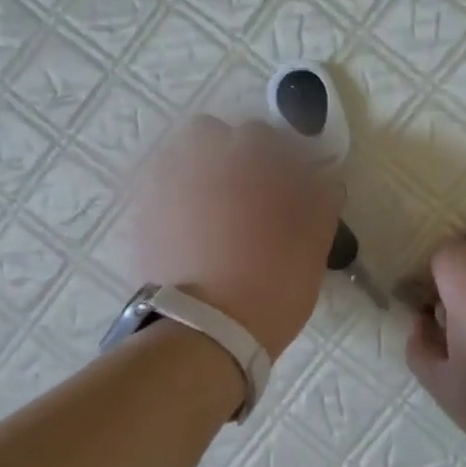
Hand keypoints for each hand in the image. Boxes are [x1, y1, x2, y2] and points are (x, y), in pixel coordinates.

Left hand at [127, 117, 341, 358]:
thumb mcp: (312, 247)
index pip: (265, 136)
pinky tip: (188, 230)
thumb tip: (325, 182)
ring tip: (213, 207)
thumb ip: (320, 204)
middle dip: (228, 152)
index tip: (289, 181)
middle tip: (246, 189)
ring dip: (197, 170)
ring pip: (177, 157)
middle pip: (210, 134)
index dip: (280, 156)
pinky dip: (174, 200)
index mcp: (247, 163)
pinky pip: (156, 191)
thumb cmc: (270, 287)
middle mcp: (199, 163)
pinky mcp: (141, 218)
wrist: (204, 333)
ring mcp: (163, 188)